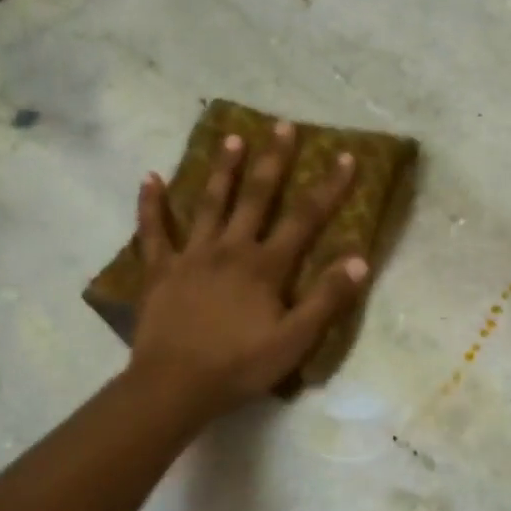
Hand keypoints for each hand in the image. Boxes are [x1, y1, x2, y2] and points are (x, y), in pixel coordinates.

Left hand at [128, 122, 367, 422]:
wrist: (175, 385)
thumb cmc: (240, 366)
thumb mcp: (295, 340)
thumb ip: (326, 299)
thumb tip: (359, 260)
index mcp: (265, 266)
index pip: (304, 218)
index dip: (328, 187)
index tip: (344, 156)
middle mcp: (230, 249)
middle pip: (256, 197)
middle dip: (273, 160)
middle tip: (282, 125)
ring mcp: (191, 256)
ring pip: (209, 203)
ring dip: (222, 169)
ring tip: (232, 137)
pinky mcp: (160, 270)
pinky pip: (153, 231)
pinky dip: (151, 204)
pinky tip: (150, 178)